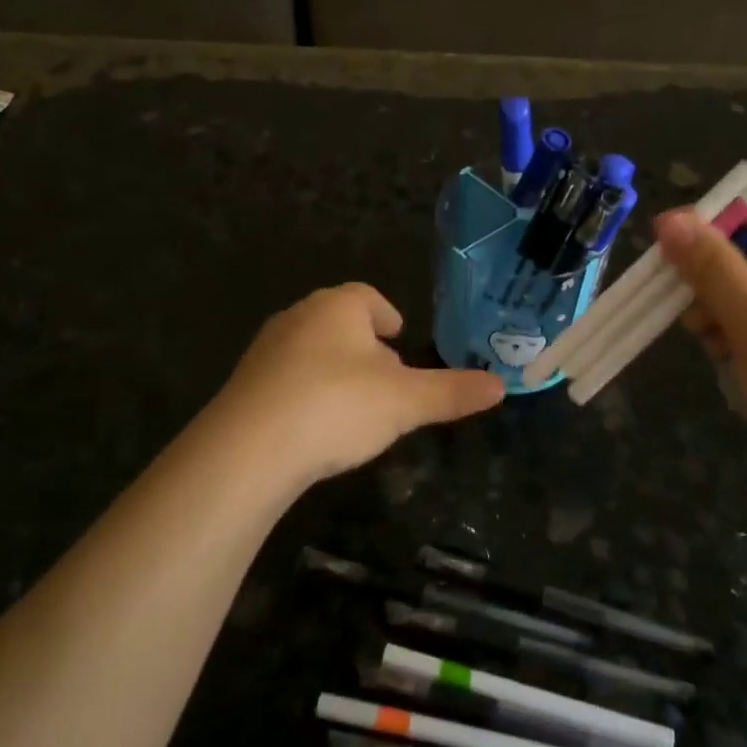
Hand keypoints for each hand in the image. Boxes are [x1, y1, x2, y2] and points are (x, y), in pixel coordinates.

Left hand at [213, 283, 503, 486]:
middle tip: (388, 376)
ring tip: (357, 405)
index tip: (400, 336)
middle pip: (339, 322)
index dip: (387, 314)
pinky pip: (286, 380)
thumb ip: (453, 392)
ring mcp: (266, 351)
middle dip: (364, 345)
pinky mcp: (245, 386)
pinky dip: (308, 394)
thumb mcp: (406, 402)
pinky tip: (318, 427)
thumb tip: (501, 386)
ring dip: (335, 370)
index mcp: (338, 307)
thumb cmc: (338, 406)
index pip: (367, 297)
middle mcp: (298, 317)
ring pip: (311, 350)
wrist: (248, 449)